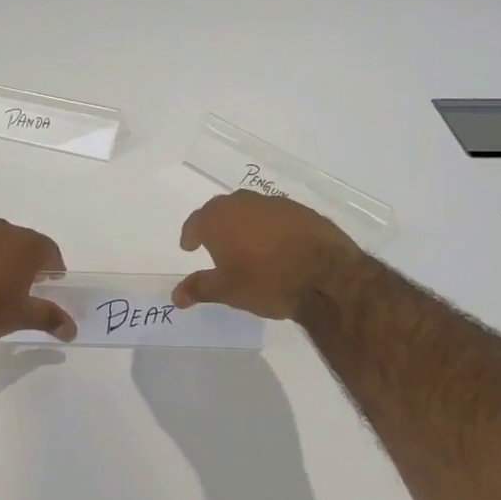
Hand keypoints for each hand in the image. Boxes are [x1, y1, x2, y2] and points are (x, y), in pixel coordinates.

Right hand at [172, 191, 361, 321]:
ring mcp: (274, 204)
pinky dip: (269, 227)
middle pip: (221, 210)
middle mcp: (243, 203)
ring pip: (250, 209)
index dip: (190, 235)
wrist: (326, 275)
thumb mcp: (227, 291)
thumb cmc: (266, 282)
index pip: (196, 222)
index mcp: (219, 219)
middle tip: (213, 243)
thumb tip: (175, 296)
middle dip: (214, 224)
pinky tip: (276, 245)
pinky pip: (275, 215)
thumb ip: (199, 288)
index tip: (189, 246)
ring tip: (245, 244)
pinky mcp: (301, 210)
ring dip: (243, 223)